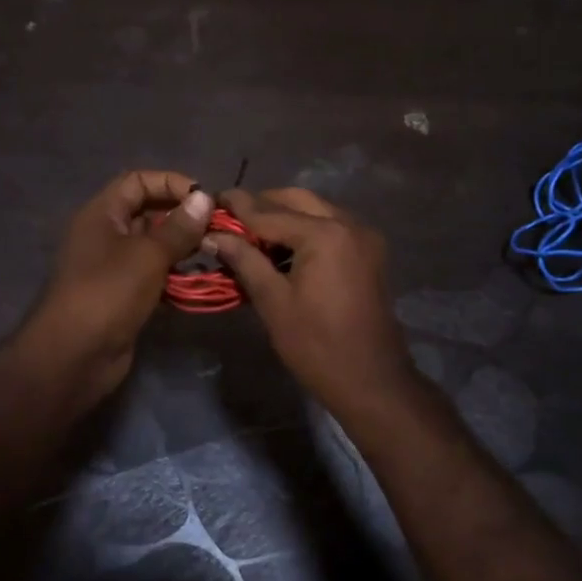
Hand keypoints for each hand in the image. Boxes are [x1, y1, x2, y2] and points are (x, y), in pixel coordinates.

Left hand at [18, 170, 213, 404]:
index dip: (170, 183)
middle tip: (216, 228)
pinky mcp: (123, 296)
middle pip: (147, 212)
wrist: (75, 355)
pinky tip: (200, 280)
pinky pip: (153, 275)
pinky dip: (174, 275)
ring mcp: (113, 267)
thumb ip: (178, 227)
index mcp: (102, 214)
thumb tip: (204, 198)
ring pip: (153, 247)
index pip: (137, 181)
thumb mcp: (148, 255)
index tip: (204, 199)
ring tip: (214, 252)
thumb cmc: (109, 293)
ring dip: (182, 248)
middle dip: (182, 217)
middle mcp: (105, 235)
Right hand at [209, 187, 416, 414]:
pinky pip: (332, 226)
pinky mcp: (369, 252)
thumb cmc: (316, 345)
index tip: (209, 199)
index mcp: (324, 234)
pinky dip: (306, 229)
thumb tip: (213, 236)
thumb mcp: (273, 302)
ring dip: (284, 215)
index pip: (269, 212)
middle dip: (263, 204)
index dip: (237, 207)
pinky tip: (283, 249)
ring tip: (251, 235)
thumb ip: (244, 260)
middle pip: (296, 200)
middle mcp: (348, 223)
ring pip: (316, 209)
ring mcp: (364, 237)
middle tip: (231, 218)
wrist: (372, 381)